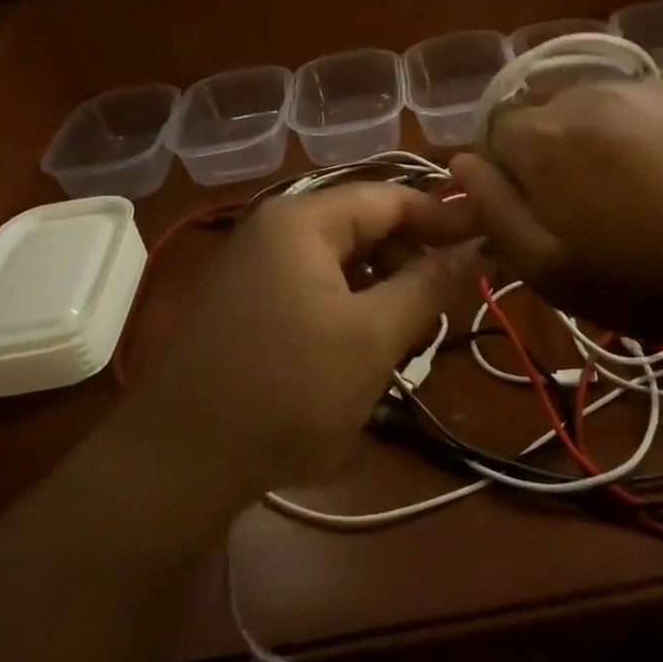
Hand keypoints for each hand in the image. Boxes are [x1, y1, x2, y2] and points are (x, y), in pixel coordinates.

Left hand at [124, 185, 478, 509]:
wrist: (173, 464)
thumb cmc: (285, 390)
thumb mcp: (372, 337)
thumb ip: (429, 285)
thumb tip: (477, 247)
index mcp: (303, 220)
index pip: (390, 197)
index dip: (444, 216)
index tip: (489, 240)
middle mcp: (275, 228)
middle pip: (364, 225)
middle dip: (411, 258)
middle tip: (447, 303)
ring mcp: (254, 266)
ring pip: (341, 261)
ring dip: (382, 288)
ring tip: (408, 334)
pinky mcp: (246, 303)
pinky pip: (314, 287)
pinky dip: (349, 307)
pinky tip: (362, 349)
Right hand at [450, 79, 662, 343]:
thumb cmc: (643, 279)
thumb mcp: (546, 267)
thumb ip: (491, 209)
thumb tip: (461, 162)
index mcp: (545, 136)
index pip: (494, 134)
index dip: (506, 173)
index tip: (535, 211)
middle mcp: (586, 94)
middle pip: (541, 114)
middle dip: (545, 152)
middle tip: (581, 205)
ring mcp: (642, 88)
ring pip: (588, 105)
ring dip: (589, 137)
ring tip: (625, 187)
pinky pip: (635, 103)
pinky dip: (632, 128)